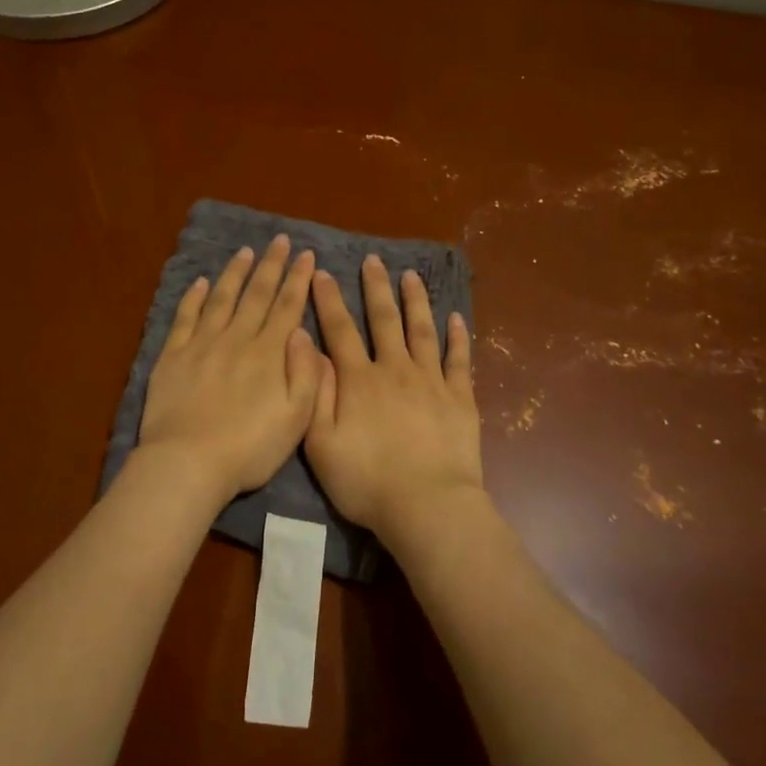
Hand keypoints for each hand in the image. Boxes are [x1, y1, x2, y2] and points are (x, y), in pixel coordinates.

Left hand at [138, 235, 321, 500]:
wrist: (188, 462)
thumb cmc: (249, 448)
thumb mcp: (297, 419)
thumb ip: (307, 374)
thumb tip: (305, 333)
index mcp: (270, 354)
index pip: (288, 307)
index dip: (298, 279)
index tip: (306, 255)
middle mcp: (238, 339)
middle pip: (257, 294)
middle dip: (271, 265)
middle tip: (279, 240)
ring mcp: (202, 344)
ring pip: (222, 298)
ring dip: (235, 273)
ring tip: (245, 252)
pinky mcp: (173, 355)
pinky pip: (185, 317)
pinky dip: (193, 297)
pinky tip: (200, 282)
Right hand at [305, 256, 485, 550]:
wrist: (426, 504)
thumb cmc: (365, 481)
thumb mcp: (320, 443)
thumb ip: (314, 392)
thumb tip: (305, 346)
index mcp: (358, 380)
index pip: (339, 330)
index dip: (328, 300)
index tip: (322, 273)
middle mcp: (394, 369)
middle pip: (384, 319)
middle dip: (376, 288)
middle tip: (374, 260)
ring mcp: (431, 381)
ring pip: (422, 330)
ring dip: (415, 301)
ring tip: (411, 276)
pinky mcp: (460, 398)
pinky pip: (459, 359)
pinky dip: (457, 336)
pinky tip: (456, 318)